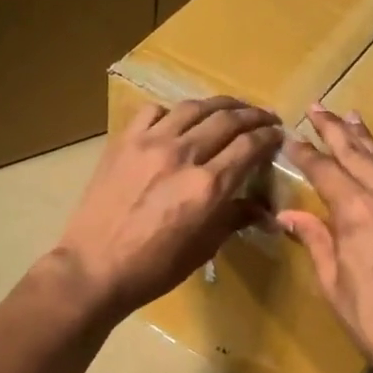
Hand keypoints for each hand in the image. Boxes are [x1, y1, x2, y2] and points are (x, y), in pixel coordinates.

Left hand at [51, 97, 281, 323]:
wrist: (94, 268)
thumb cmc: (154, 268)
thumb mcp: (203, 247)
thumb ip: (235, 219)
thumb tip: (266, 213)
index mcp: (208, 186)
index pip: (249, 147)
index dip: (269, 137)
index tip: (278, 135)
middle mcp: (183, 155)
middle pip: (227, 120)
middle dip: (252, 115)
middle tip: (264, 117)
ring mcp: (150, 143)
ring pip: (193, 108)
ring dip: (219, 105)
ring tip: (231, 108)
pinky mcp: (123, 142)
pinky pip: (153, 112)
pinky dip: (172, 112)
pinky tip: (178, 121)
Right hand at [278, 106, 372, 372]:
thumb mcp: (332, 280)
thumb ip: (314, 238)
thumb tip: (287, 214)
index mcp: (359, 212)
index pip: (326, 170)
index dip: (306, 153)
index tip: (292, 137)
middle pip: (359, 153)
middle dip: (335, 130)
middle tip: (319, 108)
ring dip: (368, 139)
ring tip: (351, 118)